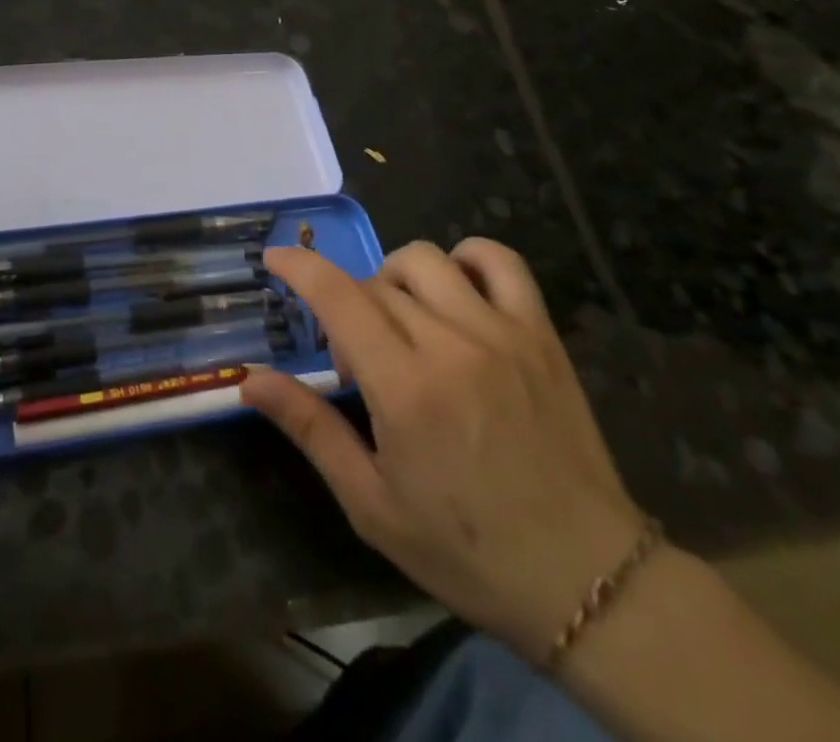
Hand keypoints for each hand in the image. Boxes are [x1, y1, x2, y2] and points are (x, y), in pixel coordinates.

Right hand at [242, 238, 645, 661]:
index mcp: (405, 388)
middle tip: (356, 363)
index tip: (275, 258)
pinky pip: (500, 261)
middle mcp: (450, 344)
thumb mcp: (371, 504)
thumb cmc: (467, 550)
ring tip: (400, 325)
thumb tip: (250, 381)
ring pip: (426, 259)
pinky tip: (455, 291)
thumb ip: (310, 429)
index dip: (300, 267)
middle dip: (346, 307)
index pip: (338, 297)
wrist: (589, 580)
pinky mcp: (539, 334)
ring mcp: (501, 332)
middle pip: (375, 284)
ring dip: (394, 279)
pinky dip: (467, 258)